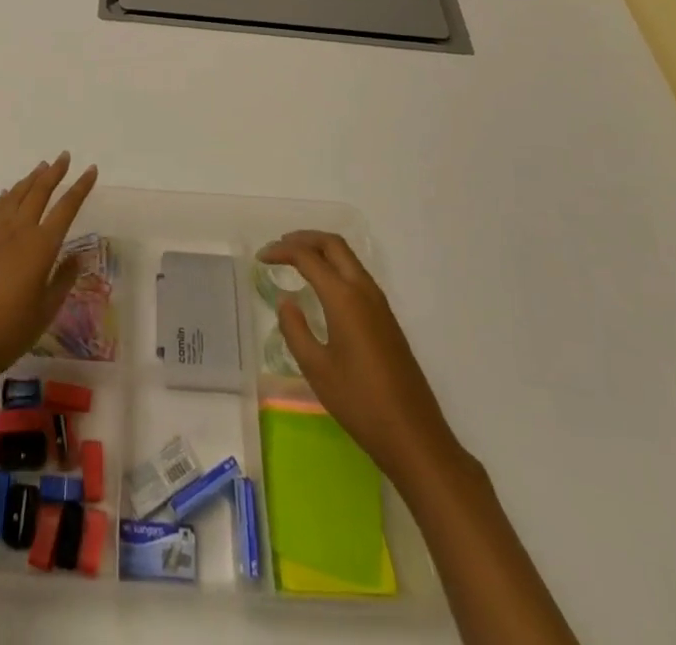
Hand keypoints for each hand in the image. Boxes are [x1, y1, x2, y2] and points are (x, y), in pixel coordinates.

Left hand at [0, 152, 97, 376]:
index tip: (91, 170)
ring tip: (41, 167)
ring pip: (15, 196)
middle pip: (39, 192)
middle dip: (54, 173)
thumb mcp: (46, 309)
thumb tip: (75, 258)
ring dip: (30, 180)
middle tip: (64, 157)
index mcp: (41, 246)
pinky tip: (8, 193)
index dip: (80, 188)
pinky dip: (5, 197)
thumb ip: (62, 280)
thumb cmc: (11, 329)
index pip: (66, 208)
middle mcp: (18, 231)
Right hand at [259, 231, 460, 477]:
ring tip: (296, 260)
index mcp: (344, 298)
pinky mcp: (387, 318)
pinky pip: (357, 275)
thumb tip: (286, 301)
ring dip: (321, 250)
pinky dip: (335, 266)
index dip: (282, 251)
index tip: (261, 258)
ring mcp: (380, 303)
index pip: (308, 257)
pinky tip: (322, 285)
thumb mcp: (316, 369)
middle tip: (279, 247)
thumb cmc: (360, 403)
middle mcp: (364, 291)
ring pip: (348, 258)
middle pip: (333, 245)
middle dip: (304, 238)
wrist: (414, 436)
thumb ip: (295, 329)